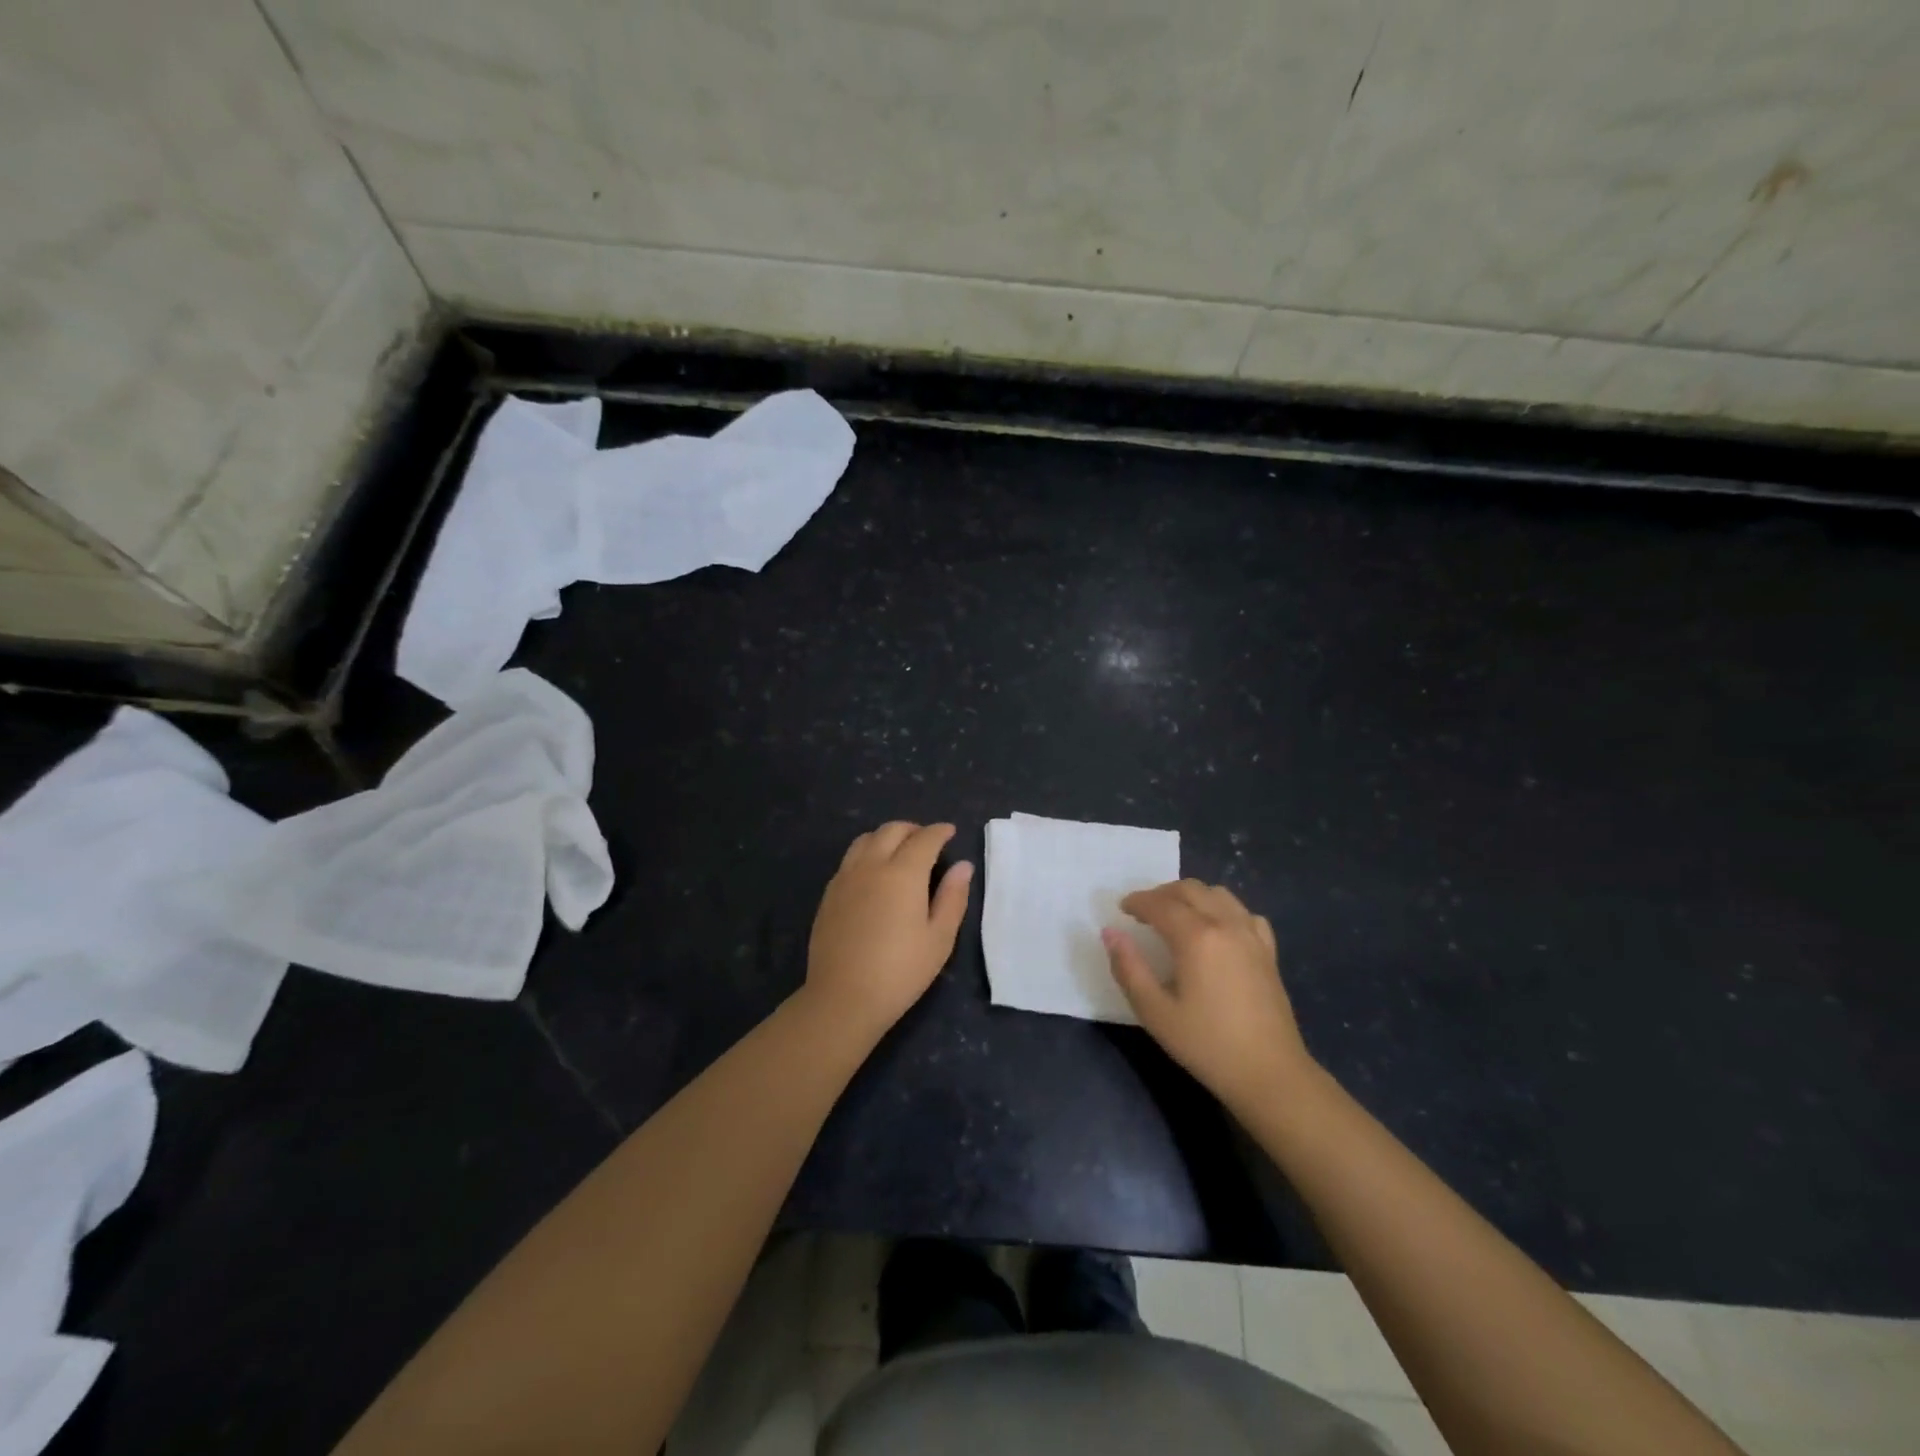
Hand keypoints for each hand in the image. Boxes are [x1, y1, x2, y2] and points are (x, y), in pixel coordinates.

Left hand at [803, 821, 972, 1039]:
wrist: (843, 998)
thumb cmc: (900, 971)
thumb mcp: (939, 938)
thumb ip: (953, 897)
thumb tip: (963, 866)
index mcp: (903, 873)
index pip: (925, 839)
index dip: (940, 832)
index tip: (950, 832)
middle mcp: (871, 865)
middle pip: (892, 830)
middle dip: (913, 829)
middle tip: (928, 841)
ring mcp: (845, 878)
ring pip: (865, 839)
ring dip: (886, 837)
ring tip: (899, 852)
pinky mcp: (829, 894)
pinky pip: (849, 859)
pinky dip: (867, 854)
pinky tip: (873, 875)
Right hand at [1103, 879, 1313, 1107]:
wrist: (1270, 1074)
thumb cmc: (1207, 1044)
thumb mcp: (1155, 1012)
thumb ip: (1129, 968)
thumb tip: (1110, 933)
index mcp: (1196, 937)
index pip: (1160, 904)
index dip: (1137, 902)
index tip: (1121, 910)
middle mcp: (1226, 925)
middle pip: (1190, 889)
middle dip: (1162, 893)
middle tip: (1143, 912)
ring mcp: (1251, 935)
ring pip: (1219, 894)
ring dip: (1192, 896)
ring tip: (1176, 915)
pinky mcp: (1268, 951)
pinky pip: (1244, 913)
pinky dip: (1224, 910)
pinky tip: (1217, 929)